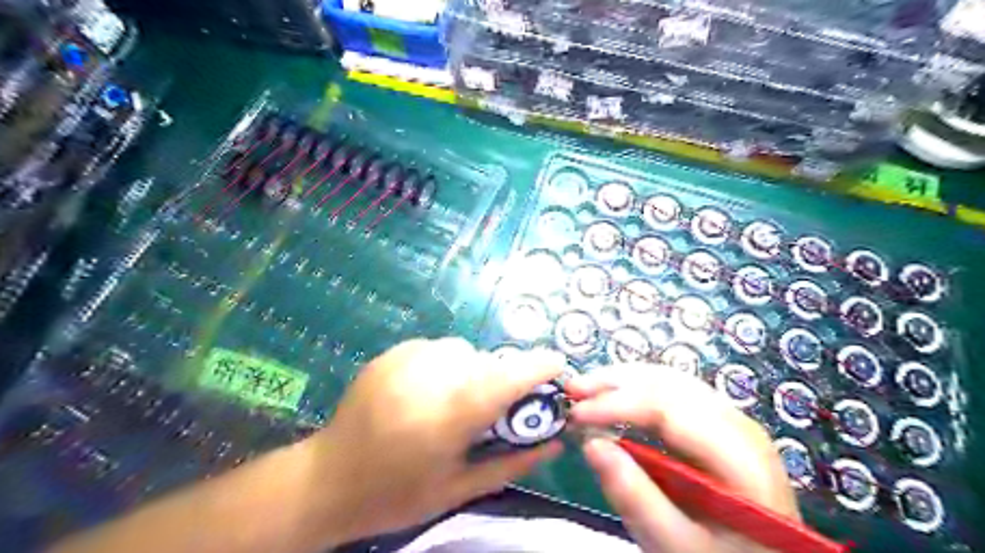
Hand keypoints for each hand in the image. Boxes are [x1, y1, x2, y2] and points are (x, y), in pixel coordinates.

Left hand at [312, 337, 565, 544]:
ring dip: (472, 371)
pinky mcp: (391, 353)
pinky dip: (446, 364)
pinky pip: (438, 348)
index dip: (537, 367)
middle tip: (491, 410)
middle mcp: (428, 379)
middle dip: (500, 380)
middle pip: (486, 362)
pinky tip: (428, 391)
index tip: (558, 366)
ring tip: (454, 401)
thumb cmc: (396, 494)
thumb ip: (511, 463)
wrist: (327, 480)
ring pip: (463, 351)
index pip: (503, 380)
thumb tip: (554, 443)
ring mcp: (405, 360)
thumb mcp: (459, 489)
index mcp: (446, 418)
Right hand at [570, 365, 798, 550]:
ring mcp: (730, 419)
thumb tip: (591, 444)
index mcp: (739, 455)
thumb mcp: (677, 545)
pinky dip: (637, 389)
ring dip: (623, 380)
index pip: (668, 409)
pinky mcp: (716, 423)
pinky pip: (672, 392)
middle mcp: (738, 424)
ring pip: (670, 380)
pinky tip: (614, 396)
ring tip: (585, 387)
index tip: (574, 413)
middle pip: (669, 384)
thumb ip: (636, 498)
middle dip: (615, 382)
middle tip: (572, 389)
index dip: (616, 404)